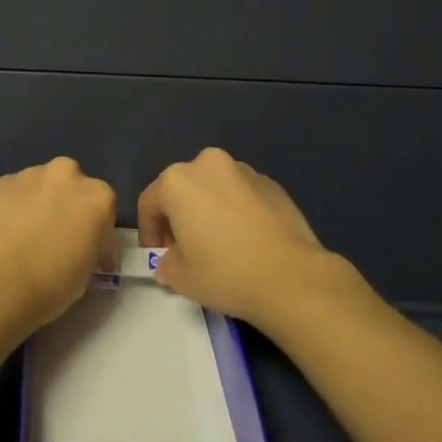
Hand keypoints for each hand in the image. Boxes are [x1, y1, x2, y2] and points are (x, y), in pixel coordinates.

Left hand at [0, 157, 116, 335]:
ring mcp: (30, 174)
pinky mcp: (0, 181)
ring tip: (24, 235)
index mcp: (98, 197)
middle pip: (71, 187)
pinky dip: (12, 207)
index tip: (85, 252)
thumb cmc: (51, 283)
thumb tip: (80, 248)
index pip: (103, 210)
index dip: (95, 232)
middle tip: (54, 237)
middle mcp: (67, 175)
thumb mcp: (86, 273)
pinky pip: (14, 193)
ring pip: (40, 186)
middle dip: (65, 206)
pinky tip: (3, 232)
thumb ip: (88, 249)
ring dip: (38, 204)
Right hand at [138, 147, 362, 328]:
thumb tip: (170, 262)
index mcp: (177, 181)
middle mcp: (207, 164)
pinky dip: (236, 210)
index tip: (158, 256)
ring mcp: (243, 170)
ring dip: (208, 209)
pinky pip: (241, 194)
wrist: (292, 277)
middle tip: (185, 249)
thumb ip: (166, 264)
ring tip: (219, 243)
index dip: (149, 232)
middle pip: (182, 188)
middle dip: (178, 216)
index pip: (149, 203)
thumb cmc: (225, 272)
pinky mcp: (272, 183)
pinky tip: (246, 239)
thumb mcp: (181, 277)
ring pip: (213, 187)